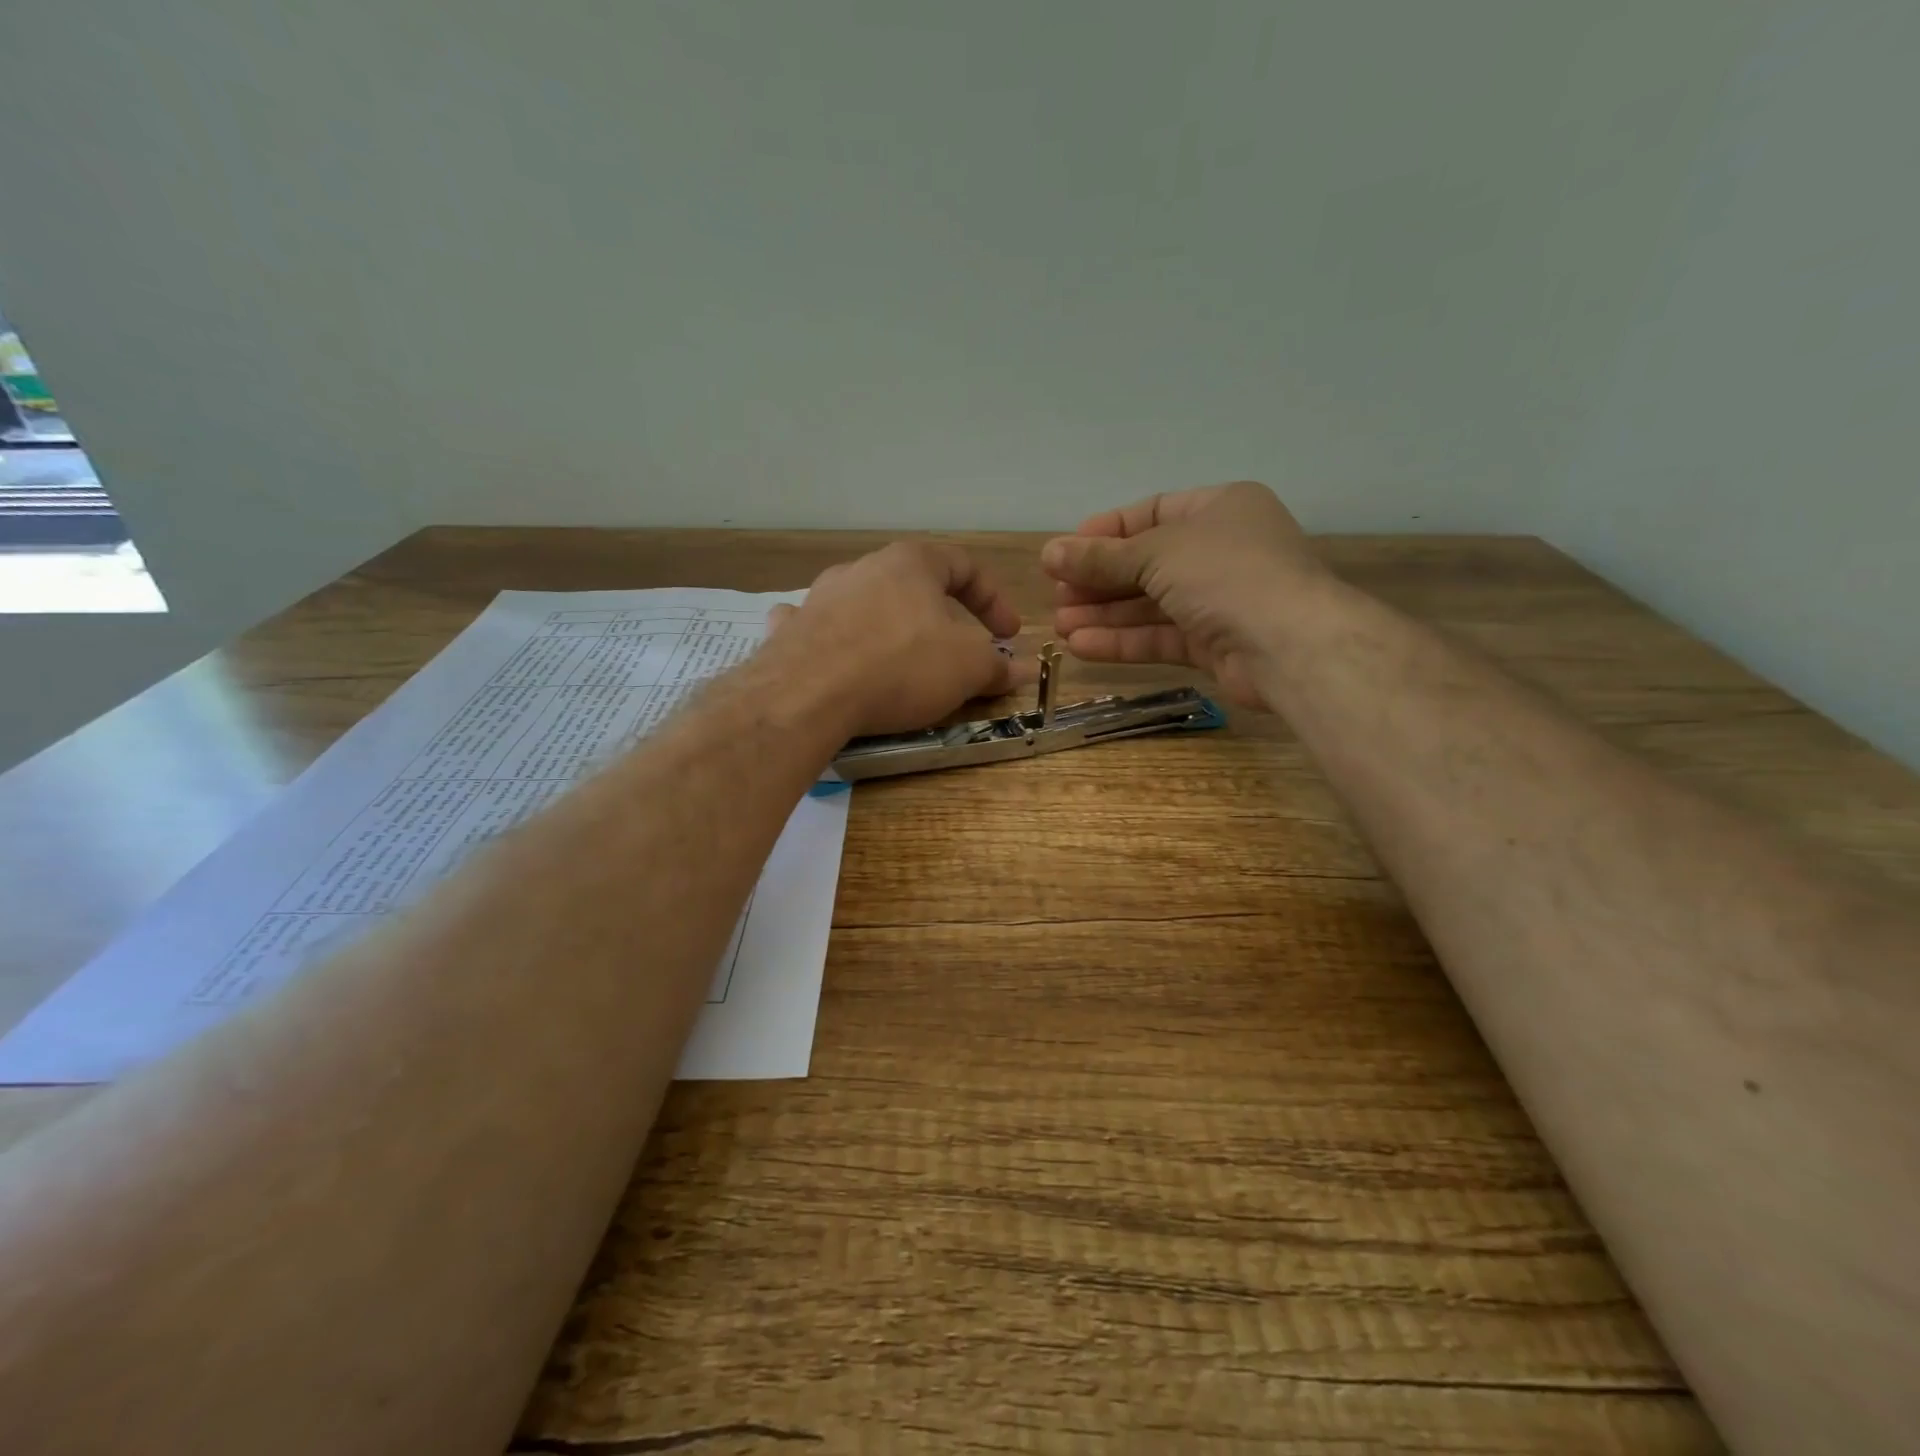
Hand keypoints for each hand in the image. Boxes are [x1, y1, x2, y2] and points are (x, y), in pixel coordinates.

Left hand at [767, 542, 1025, 736]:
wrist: (808, 694)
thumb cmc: (901, 665)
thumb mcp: (966, 668)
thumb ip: (996, 665)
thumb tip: (1020, 669)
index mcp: (911, 563)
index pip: (964, 566)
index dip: (993, 600)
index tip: (1008, 635)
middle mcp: (863, 568)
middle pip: (913, 584)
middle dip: (941, 616)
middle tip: (957, 649)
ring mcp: (820, 597)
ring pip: (866, 602)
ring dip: (890, 625)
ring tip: (902, 659)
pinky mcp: (791, 630)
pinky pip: (820, 626)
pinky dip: (836, 639)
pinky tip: (838, 658)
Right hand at [1041, 481, 1327, 710]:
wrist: (1290, 644)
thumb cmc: (1226, 574)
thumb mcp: (1156, 553)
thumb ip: (1101, 558)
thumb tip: (1049, 553)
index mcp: (1219, 509)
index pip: (1151, 513)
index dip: (1105, 532)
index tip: (1064, 552)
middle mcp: (1221, 550)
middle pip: (1146, 563)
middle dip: (1098, 580)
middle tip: (1056, 594)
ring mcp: (1219, 600)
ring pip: (1150, 604)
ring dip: (1104, 614)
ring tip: (1060, 624)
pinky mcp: (1214, 644)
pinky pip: (1160, 636)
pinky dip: (1122, 640)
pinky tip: (1082, 645)